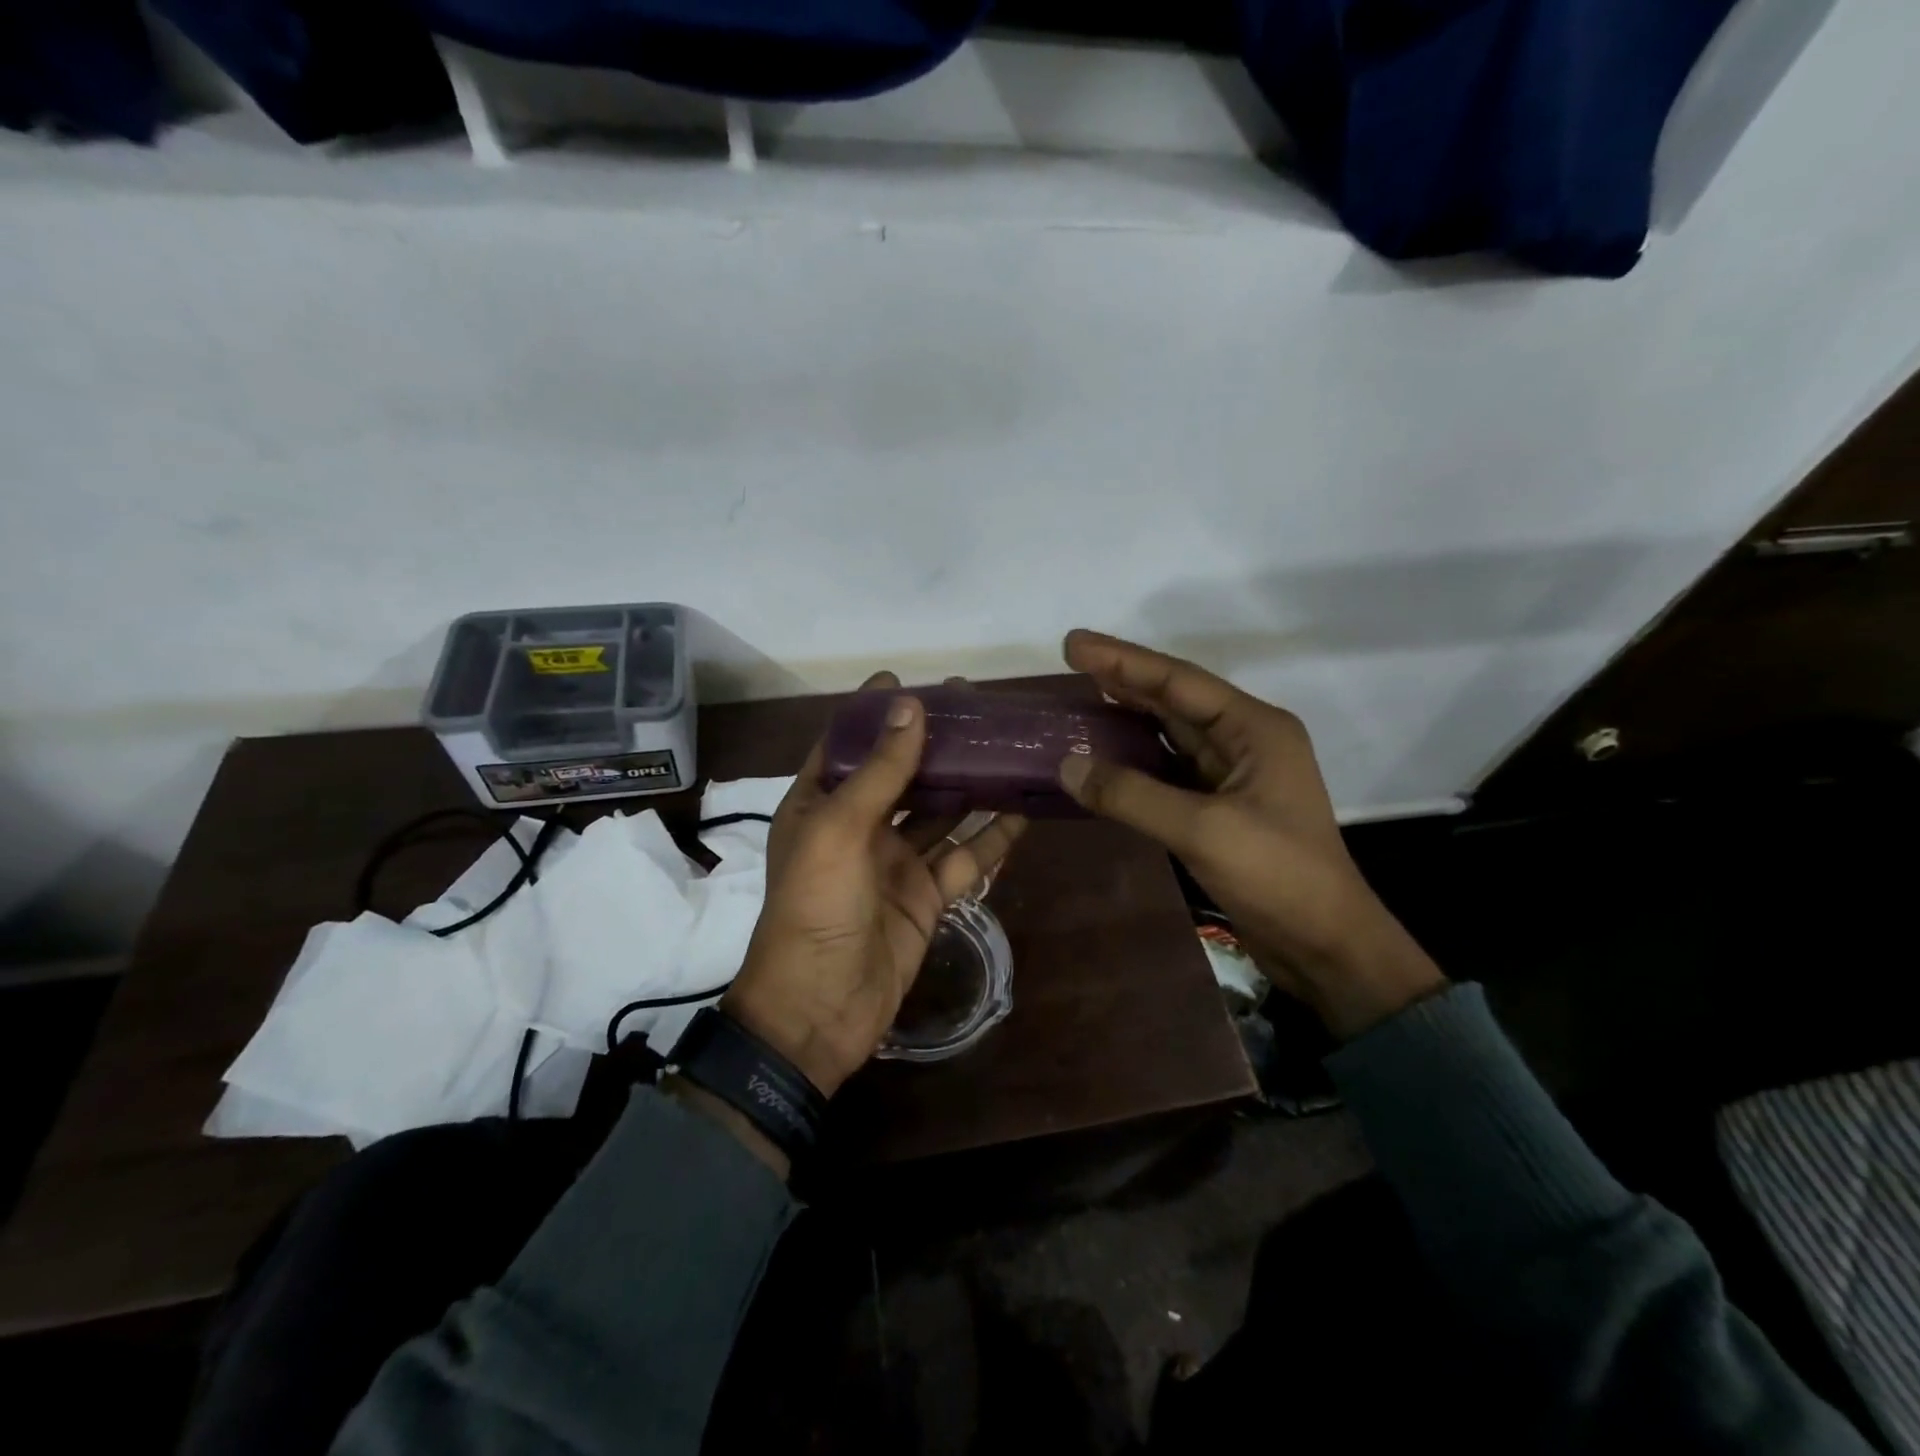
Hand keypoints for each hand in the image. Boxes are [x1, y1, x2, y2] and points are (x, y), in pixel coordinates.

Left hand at [723, 673, 1026, 1096]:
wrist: (819, 1008)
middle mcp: (857, 827)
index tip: (907, 680)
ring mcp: (895, 862)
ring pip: (938, 812)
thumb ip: (879, 771)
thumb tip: (910, 706)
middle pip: (900, 773)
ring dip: (968, 784)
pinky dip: (990, 839)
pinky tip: (1021, 814)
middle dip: (932, 742)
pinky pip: (963, 859)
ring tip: (1006, 749)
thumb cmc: (815, 907)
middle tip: (973, 708)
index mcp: (819, 804)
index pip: (847, 745)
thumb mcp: (838, 830)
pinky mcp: (926, 896)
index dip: (874, 714)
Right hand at [1056, 630, 1445, 1038]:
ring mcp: (1234, 775)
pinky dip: (1134, 760)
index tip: (1073, 644)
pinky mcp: (1220, 807)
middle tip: (1070, 661)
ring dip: (1127, 716)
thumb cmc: (1277, 876)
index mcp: (1255, 728)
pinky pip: (1168, 770)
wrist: (1326, 945)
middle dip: (1122, 679)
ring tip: (1080, 698)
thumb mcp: (1202, 830)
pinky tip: (1103, 756)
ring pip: (1170, 733)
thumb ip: (1131, 795)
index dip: (1122, 660)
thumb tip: (1067, 766)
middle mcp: (1245, 740)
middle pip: (1174, 699)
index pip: (1178, 681)